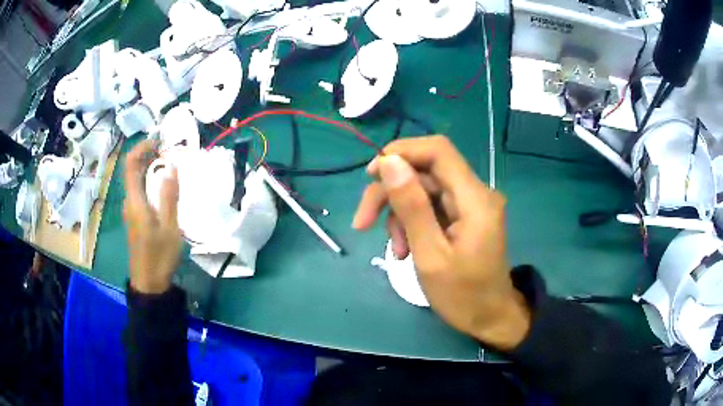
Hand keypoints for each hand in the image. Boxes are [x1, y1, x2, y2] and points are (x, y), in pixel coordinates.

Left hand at [123, 140, 181, 293]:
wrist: (149, 283)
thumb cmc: (159, 257)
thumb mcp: (169, 228)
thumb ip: (170, 197)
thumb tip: (171, 167)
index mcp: (135, 201)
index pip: (131, 164)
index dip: (142, 147)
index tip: (160, 142)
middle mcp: (129, 201)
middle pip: (133, 169)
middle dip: (150, 155)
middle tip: (171, 154)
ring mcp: (131, 210)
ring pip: (138, 180)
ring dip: (152, 168)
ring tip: (172, 168)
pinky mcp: (135, 217)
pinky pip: (141, 191)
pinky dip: (151, 182)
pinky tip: (166, 189)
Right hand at [353, 136, 529, 350]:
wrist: (490, 318)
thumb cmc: (463, 296)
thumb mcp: (430, 256)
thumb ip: (411, 207)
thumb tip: (389, 162)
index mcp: (474, 199)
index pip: (438, 150)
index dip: (402, 152)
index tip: (372, 175)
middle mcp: (475, 193)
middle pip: (425, 172)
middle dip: (391, 193)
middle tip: (363, 222)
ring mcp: (470, 205)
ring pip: (424, 190)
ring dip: (400, 214)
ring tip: (395, 249)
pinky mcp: (464, 217)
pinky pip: (432, 207)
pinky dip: (412, 223)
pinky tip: (405, 250)